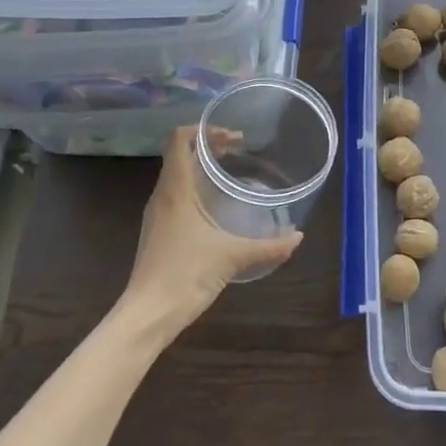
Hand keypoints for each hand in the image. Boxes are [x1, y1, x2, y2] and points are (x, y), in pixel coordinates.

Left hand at [120, 127, 302, 335]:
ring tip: (231, 172)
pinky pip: (176, 196)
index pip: (180, 139)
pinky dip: (196, 188)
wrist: (147, 316)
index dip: (204, 129)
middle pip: (180, 154)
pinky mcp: (158, 232)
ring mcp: (157, 215)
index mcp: (175, 190)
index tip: (233, 136)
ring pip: (177, 175)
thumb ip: (268, 246)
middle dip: (209, 145)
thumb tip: (298, 237)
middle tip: (240, 149)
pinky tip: (217, 206)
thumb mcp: (232, 257)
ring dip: (201, 167)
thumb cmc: (185, 275)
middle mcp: (162, 196)